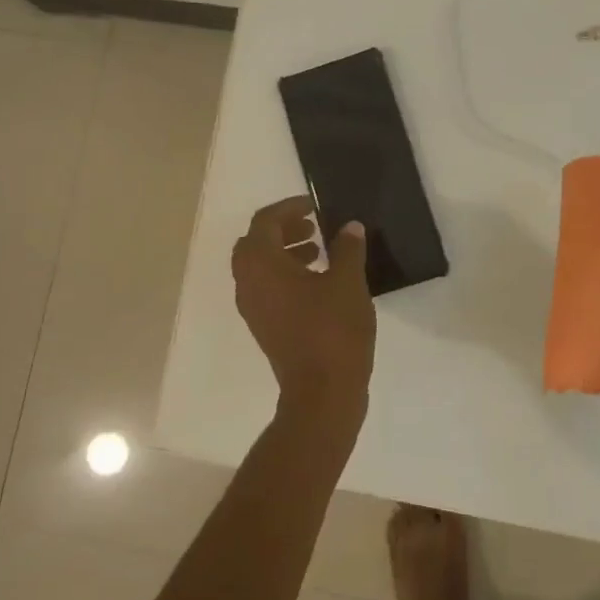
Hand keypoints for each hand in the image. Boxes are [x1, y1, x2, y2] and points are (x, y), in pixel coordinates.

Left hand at [233, 197, 376, 438]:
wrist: (323, 393)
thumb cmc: (333, 330)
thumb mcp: (348, 282)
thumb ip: (347, 249)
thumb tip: (350, 227)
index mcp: (262, 265)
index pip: (265, 222)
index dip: (288, 208)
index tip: (314, 206)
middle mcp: (249, 284)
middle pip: (255, 244)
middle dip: (283, 229)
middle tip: (313, 226)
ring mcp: (253, 309)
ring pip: (259, 267)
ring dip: (285, 252)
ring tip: (320, 252)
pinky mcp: (265, 327)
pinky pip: (267, 289)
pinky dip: (286, 275)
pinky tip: (319, 282)